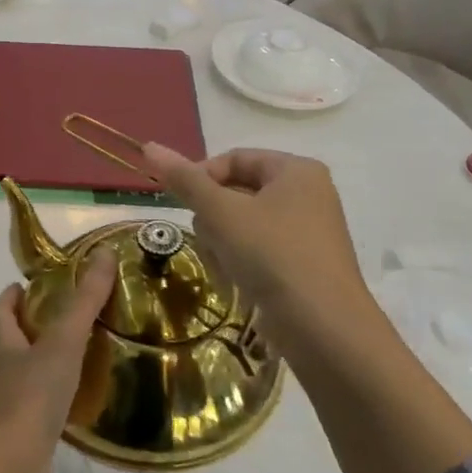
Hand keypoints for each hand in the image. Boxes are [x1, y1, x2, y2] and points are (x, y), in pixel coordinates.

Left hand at [0, 248, 116, 472]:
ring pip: (23, 368)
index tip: (29, 285)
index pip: (0, 310)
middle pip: (10, 337)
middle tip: (64, 315)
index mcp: (2, 343)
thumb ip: (84, 301)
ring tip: (76, 350)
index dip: (12, 295)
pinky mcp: (19, 426)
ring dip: (42, 356)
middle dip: (31, 324)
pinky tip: (75, 391)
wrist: (13, 461)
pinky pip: (35, 397)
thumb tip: (104, 254)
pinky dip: (51, 388)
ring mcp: (7, 399)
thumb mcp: (63, 341)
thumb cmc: (33, 394)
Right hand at [142, 145, 375, 350]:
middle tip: (209, 238)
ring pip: (244, 223)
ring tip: (224, 263)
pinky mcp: (303, 264)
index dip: (201, 177)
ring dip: (223, 241)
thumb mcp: (221, 213)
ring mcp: (307, 231)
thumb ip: (185, 180)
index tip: (180, 203)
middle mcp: (307, 194)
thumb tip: (150, 146)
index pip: (234, 158)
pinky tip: (236, 279)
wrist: (322, 325)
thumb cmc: (272, 255)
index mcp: (296, 170)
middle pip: (238, 191)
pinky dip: (241, 260)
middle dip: (214, 216)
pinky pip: (259, 249)